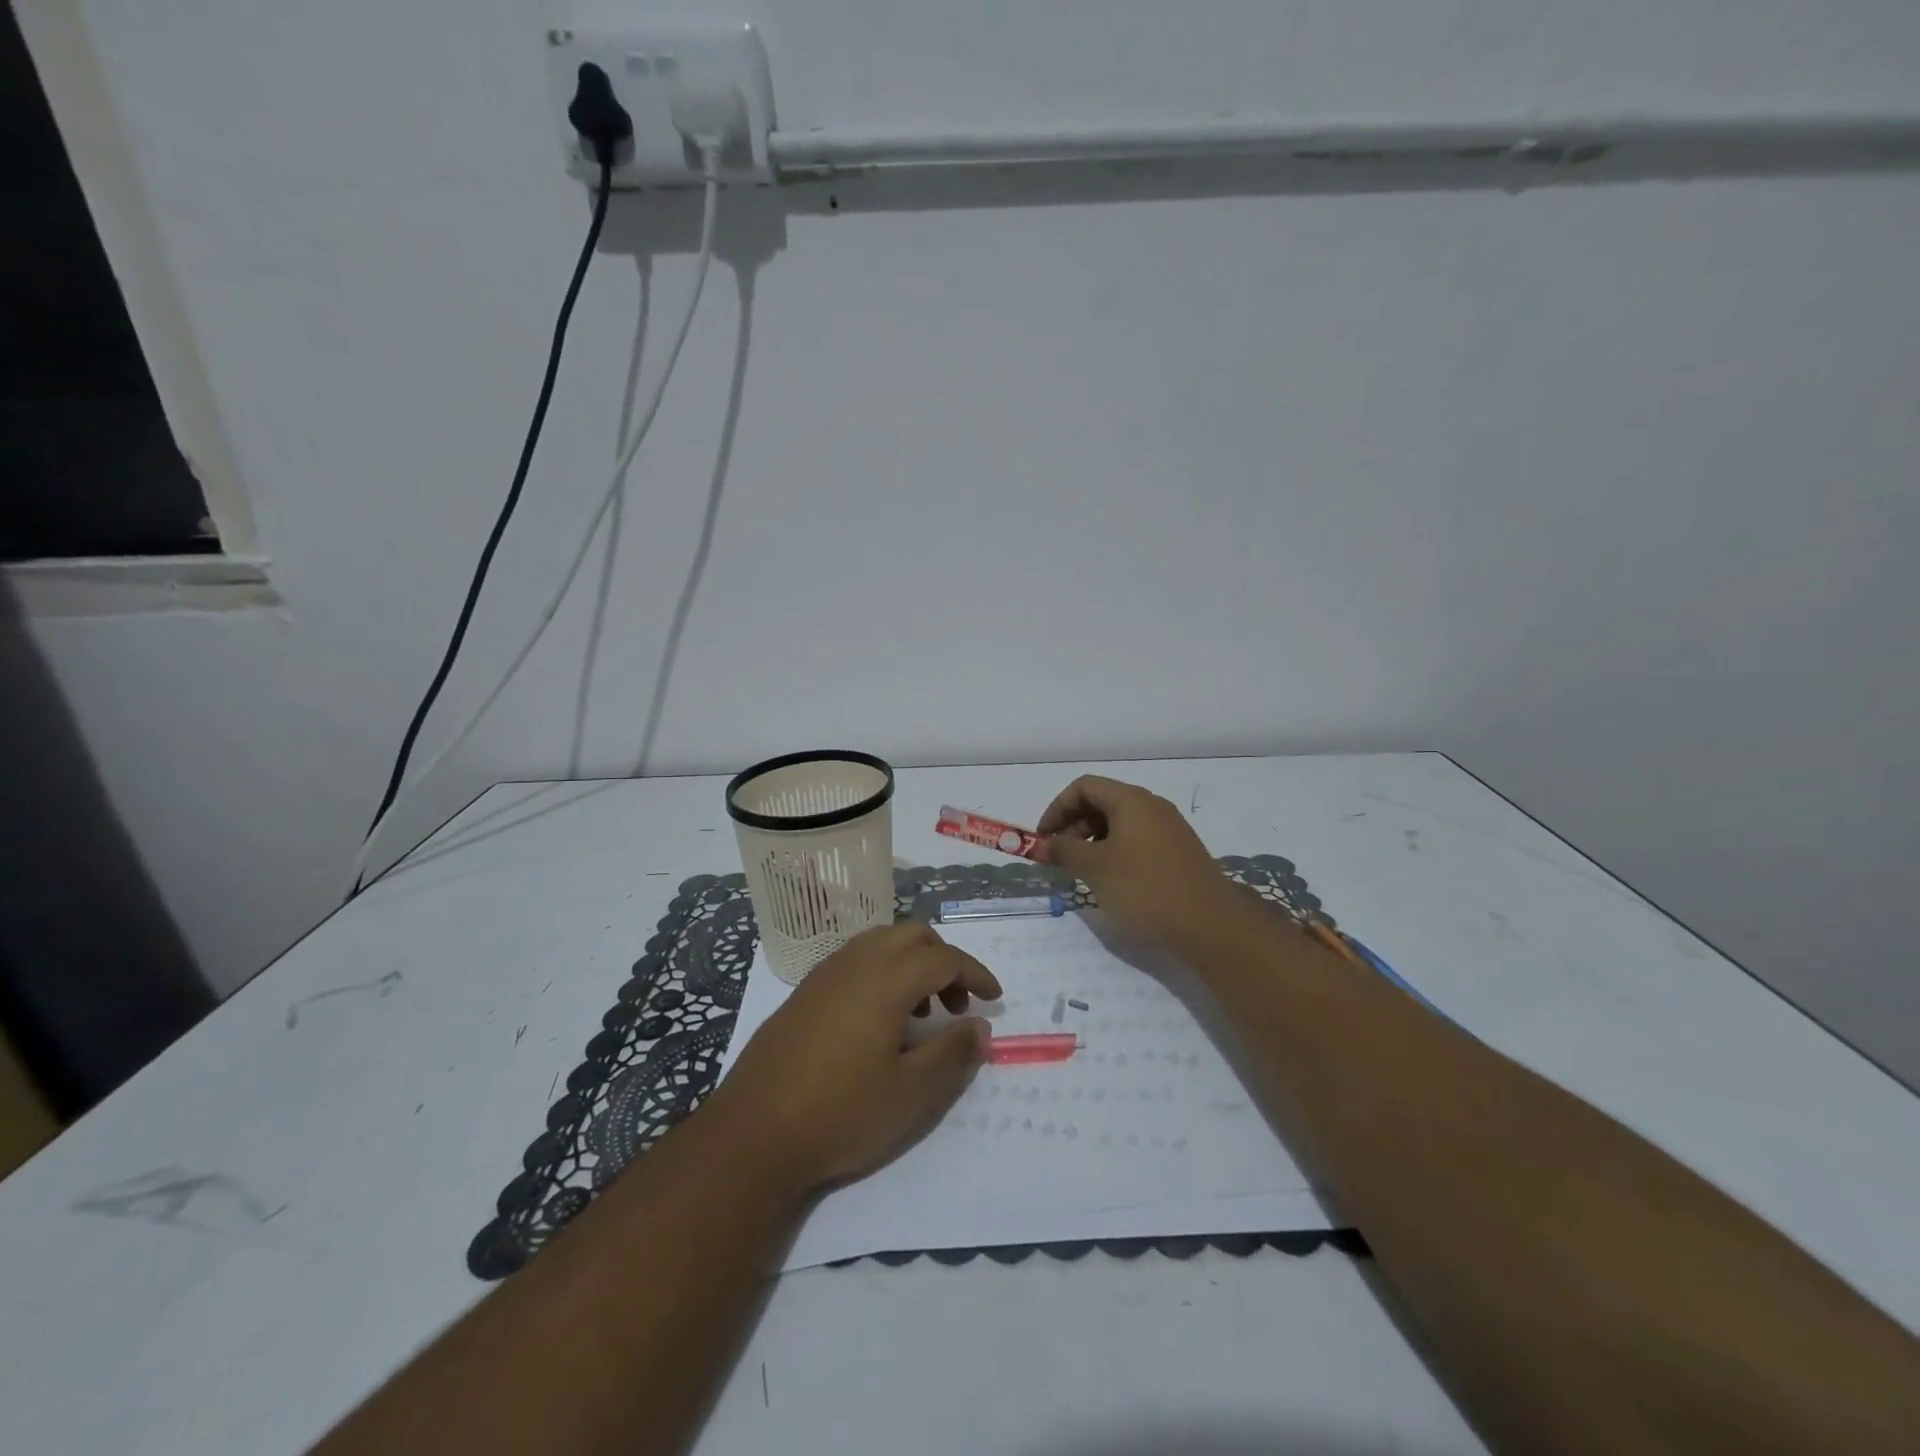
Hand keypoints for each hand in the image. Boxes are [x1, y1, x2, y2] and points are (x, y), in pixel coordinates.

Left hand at [708, 923, 1001, 1195]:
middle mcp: (856, 962)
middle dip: (945, 961)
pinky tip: (878, 1022)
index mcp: (886, 979)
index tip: (994, 1000)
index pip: (945, 958)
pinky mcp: (804, 991)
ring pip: (882, 943)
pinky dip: (882, 972)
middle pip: (913, 936)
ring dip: (912, 965)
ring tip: (920, 1016)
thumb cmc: (840, 1113)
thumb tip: (980, 1026)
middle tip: (956, 1006)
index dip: (976, 974)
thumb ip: (952, 1054)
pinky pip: (856, 960)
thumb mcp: (911, 1094)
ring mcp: (825, 974)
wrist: (752, 1133)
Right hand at [1034, 776, 1238, 953]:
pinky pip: (1137, 840)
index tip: (1044, 839)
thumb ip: (1065, 850)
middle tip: (1061, 857)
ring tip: (1083, 872)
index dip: (1057, 808)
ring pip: (1120, 823)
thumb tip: (1045, 843)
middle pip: (1102, 802)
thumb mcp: (1095, 868)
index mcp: (1131, 800)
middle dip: (1074, 825)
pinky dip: (1115, 852)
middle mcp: (1152, 806)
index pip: (1084, 787)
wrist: (1210, 925)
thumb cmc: (1145, 888)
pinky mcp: (1178, 853)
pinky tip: (1112, 881)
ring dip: (1093, 841)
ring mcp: (1169, 829)